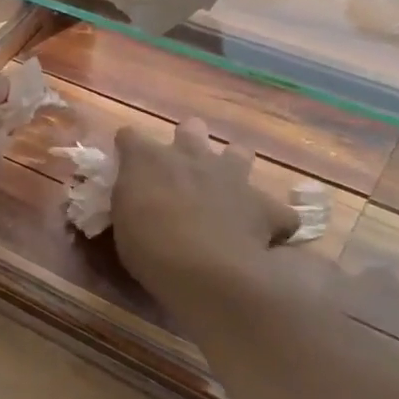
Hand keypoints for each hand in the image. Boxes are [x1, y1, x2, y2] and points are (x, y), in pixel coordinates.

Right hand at [111, 119, 297, 310]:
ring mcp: (232, 178)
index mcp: (149, 160)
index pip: (130, 136)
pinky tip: (263, 233)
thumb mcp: (122, 222)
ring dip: (234, 164)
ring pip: (240, 153)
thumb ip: (128, 201)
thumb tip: (133, 196)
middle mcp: (192, 157)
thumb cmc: (148, 246)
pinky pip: (276, 210)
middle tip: (181, 166)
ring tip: (227, 187)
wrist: (206, 269)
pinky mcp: (265, 207)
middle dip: (187, 138)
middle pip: (191, 129)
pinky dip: (270, 220)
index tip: (126, 160)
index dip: (128, 146)